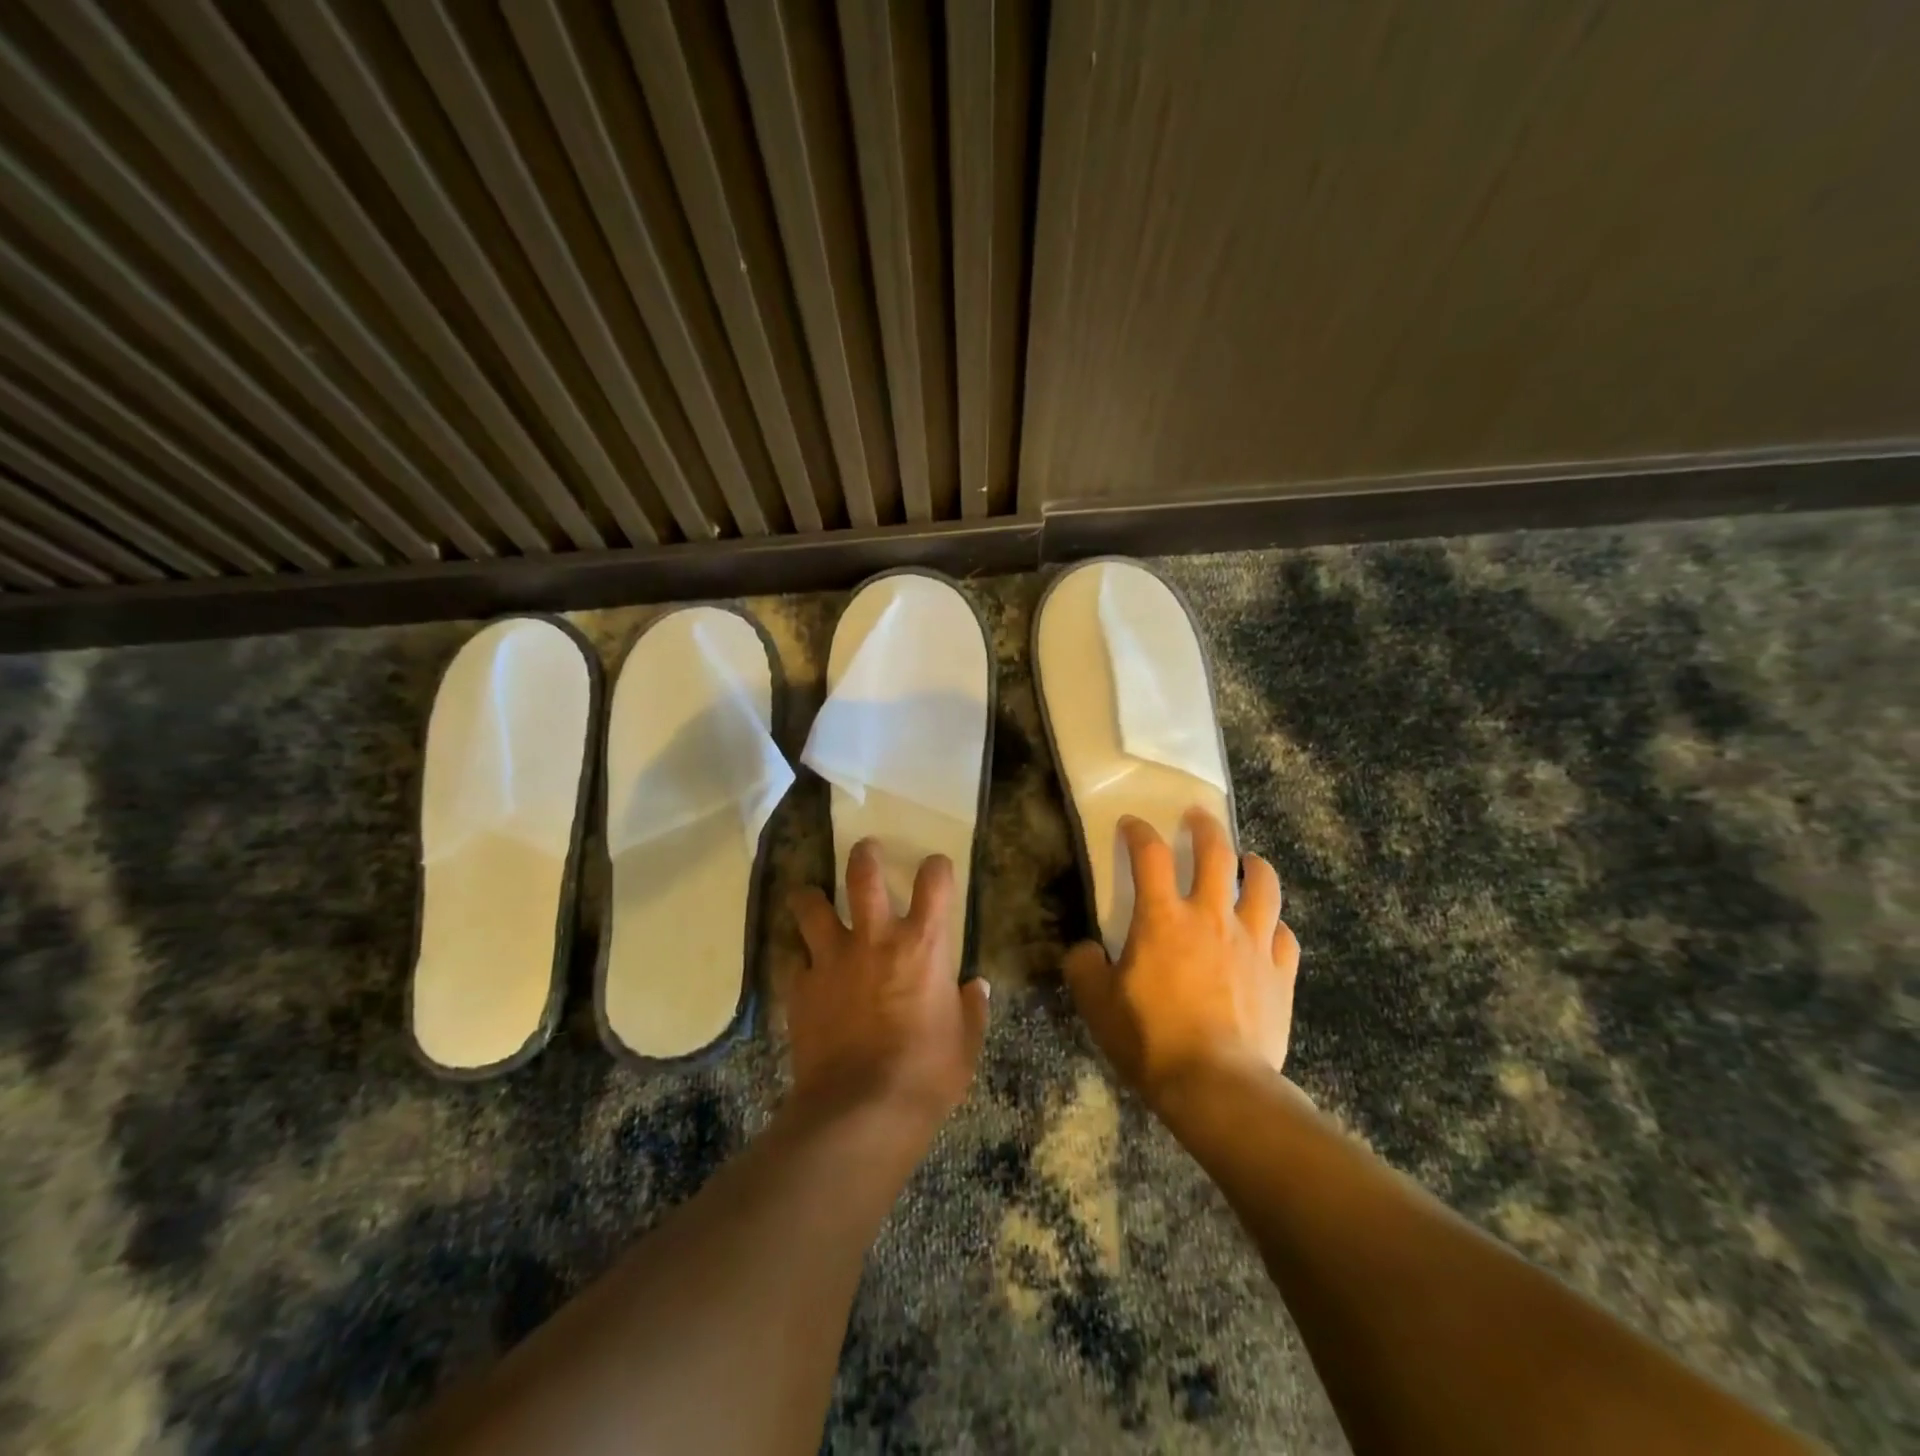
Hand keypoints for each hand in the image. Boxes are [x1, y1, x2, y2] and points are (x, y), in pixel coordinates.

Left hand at [785, 841, 990, 1141]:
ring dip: (811, 898)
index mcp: (923, 944)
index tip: (936, 868)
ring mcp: (832, 959)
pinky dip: (801, 963)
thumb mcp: (965, 1043)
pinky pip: (795, 962)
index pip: (935, 881)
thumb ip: (971, 1009)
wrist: (861, 1111)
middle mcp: (875, 938)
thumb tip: (976, 988)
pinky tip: (805, 974)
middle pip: (863, 874)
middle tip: (865, 852)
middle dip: (864, 855)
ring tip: (812, 898)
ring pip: (811, 906)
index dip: (937, 867)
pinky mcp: (800, 988)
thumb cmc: (926, 1074)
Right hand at [1064, 809, 1299, 1107]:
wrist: (1217, 1086)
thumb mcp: (1096, 1005)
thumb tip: (1086, 950)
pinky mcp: (1281, 972)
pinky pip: (1284, 934)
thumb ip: (1084, 968)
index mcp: (1163, 918)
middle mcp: (1211, 916)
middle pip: (1216, 851)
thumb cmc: (1151, 1040)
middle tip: (1197, 817)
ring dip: (1253, 865)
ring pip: (1263, 884)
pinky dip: (1274, 924)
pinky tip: (1267, 930)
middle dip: (1205, 827)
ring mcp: (1253, 941)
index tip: (1132, 824)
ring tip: (1246, 862)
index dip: (1139, 832)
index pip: (1150, 855)